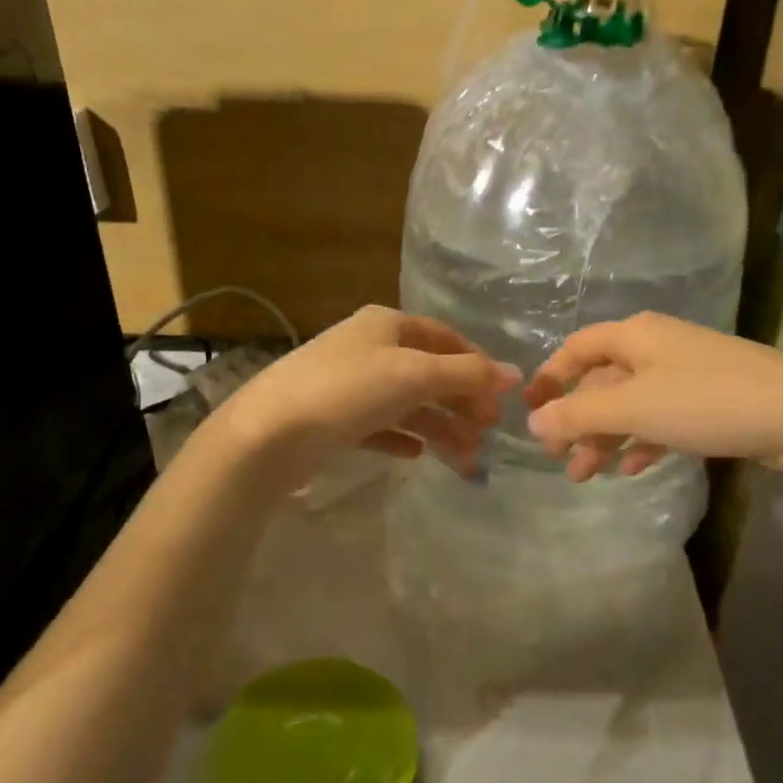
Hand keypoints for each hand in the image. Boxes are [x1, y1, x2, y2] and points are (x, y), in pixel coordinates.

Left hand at [217, 306, 519, 489]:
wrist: (268, 434)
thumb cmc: (347, 390)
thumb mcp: (413, 374)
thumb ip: (466, 375)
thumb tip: (514, 374)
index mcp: (386, 325)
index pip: (444, 337)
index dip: (476, 363)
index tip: (502, 395)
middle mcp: (368, 348)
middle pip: (428, 373)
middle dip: (460, 402)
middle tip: (488, 431)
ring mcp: (349, 385)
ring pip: (407, 404)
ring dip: (439, 426)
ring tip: (466, 457)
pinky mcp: (334, 420)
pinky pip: (380, 427)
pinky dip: (403, 438)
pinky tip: (418, 455)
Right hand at [524, 312, 782, 479]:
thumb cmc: (706, 402)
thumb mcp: (634, 408)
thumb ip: (580, 415)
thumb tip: (534, 421)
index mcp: (635, 336)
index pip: (577, 348)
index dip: (550, 376)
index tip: (531, 411)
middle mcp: (657, 346)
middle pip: (603, 381)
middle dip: (579, 421)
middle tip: (562, 461)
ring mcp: (686, 372)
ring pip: (631, 403)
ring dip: (607, 437)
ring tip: (588, 476)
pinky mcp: (710, 399)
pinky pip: (662, 417)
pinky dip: (643, 440)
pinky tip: (633, 468)